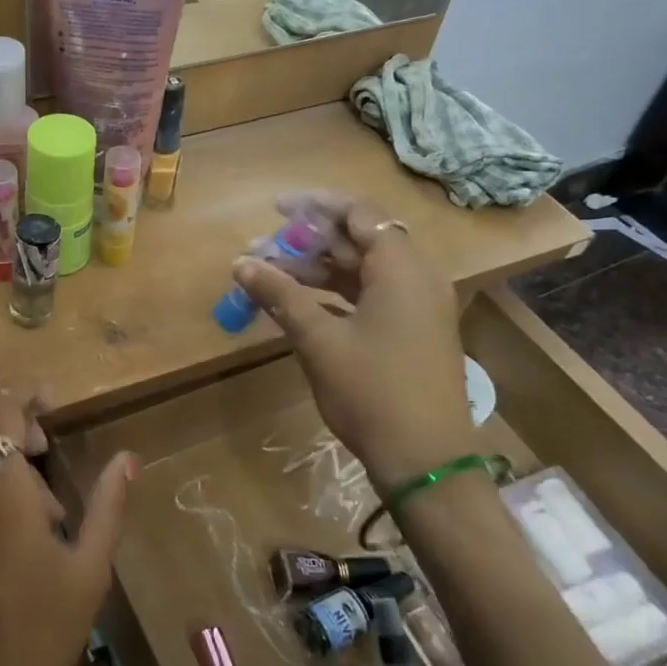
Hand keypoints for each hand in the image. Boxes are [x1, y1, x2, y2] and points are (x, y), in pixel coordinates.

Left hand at [0, 389, 136, 665]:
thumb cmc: (41, 638)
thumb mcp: (89, 573)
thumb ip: (108, 504)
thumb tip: (128, 456)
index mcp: (1, 491)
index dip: (23, 391)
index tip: (52, 405)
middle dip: (1, 408)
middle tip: (40, 441)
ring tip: (45, 511)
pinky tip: (19, 539)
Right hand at [234, 194, 476, 485]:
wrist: (425, 459)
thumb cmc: (372, 391)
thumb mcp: (319, 340)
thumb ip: (280, 295)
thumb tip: (241, 263)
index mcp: (402, 270)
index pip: (360, 214)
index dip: (316, 206)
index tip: (276, 210)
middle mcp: (416, 279)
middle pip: (360, 240)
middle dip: (309, 241)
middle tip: (263, 248)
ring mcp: (417, 307)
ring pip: (363, 270)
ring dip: (318, 269)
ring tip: (271, 275)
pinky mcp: (412, 332)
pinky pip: (371, 295)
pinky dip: (335, 294)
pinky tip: (299, 304)